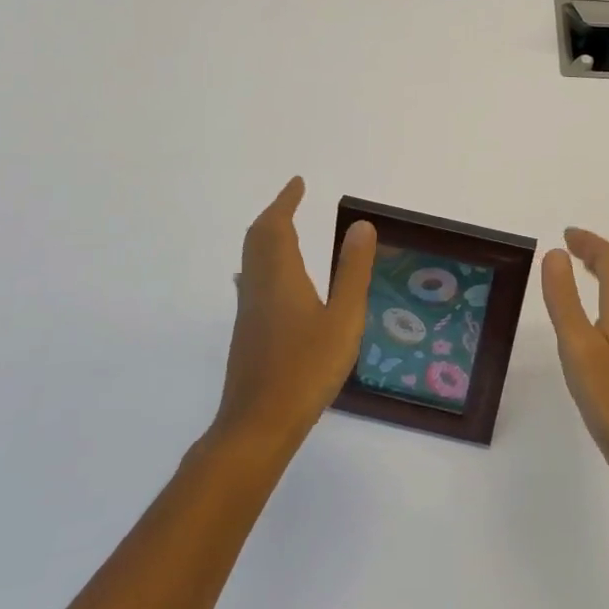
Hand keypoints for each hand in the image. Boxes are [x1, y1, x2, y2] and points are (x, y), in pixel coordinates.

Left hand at [214, 178, 376, 450]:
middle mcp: (259, 287)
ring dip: (267, 236)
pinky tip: (270, 280)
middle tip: (292, 199)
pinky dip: (263, 262)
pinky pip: (252, 280)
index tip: (298, 183)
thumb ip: (353, 271)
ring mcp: (249, 312)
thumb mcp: (344, 318)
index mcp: (281, 277)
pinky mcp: (247, 333)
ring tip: (287, 229)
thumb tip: (360, 226)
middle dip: (274, 214)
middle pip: (258, 238)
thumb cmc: (306, 369)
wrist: (258, 425)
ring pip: (252, 260)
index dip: (286, 201)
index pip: (277, 226)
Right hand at [542, 228, 608, 487]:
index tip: (566, 234)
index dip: (589, 243)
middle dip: (596, 253)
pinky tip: (594, 317)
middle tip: (570, 246)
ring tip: (579, 269)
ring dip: (603, 273)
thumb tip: (555, 254)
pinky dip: (606, 296)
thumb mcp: (577, 345)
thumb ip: (564, 299)